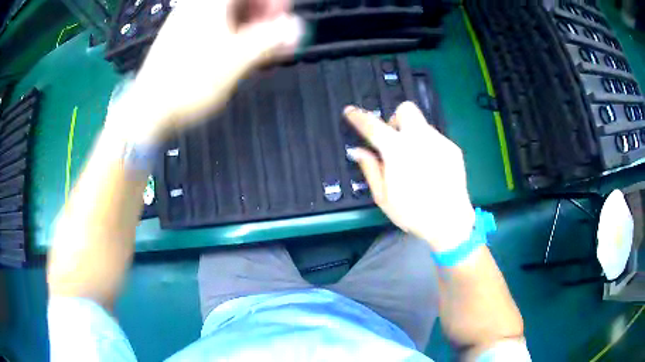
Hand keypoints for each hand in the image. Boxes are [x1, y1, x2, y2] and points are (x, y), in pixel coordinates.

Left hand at [108, 0, 302, 143]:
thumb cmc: (188, 82)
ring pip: (231, 13)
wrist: (148, 109)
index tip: (283, 20)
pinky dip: (235, 35)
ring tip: (262, 51)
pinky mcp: (185, 37)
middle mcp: (199, 6)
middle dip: (265, 15)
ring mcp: (190, 21)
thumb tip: (296, 28)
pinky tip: (241, 55)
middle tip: (276, 38)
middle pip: (243, 1)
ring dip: (252, 27)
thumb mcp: (236, 59)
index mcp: (211, 4)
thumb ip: (270, 39)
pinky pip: (218, 26)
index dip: (273, 2)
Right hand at [345, 102, 474, 251]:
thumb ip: (370, 169)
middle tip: (393, 140)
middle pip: (406, 109)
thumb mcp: (383, 197)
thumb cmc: (412, 213)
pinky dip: (428, 146)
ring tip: (415, 160)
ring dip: (413, 135)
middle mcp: (419, 138)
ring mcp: (439, 141)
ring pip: (422, 125)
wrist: (450, 221)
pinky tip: (430, 168)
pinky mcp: (453, 149)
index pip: (373, 126)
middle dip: (396, 119)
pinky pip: (436, 138)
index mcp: (397, 150)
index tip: (350, 112)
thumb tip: (358, 151)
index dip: (359, 117)